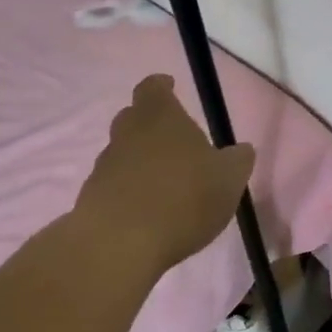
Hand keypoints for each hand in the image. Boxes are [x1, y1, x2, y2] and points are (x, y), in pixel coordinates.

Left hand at [73, 75, 255, 275]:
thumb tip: (241, 150)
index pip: (153, 87)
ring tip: (164, 184)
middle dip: (151, 125)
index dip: (162, 86)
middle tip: (174, 142)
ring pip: (122, 153)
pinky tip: (147, 213)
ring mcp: (104, 166)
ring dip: (140, 162)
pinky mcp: (90, 199)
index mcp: (160, 117)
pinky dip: (128, 192)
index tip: (171, 87)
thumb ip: (237, 160)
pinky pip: (113, 185)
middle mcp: (127, 134)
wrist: (119, 245)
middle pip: (133, 117)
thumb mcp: (229, 179)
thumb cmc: (183, 199)